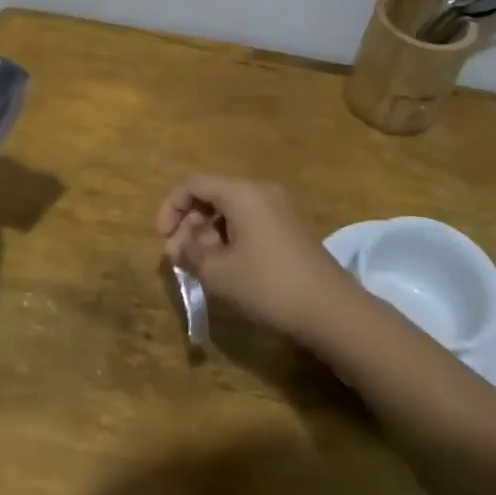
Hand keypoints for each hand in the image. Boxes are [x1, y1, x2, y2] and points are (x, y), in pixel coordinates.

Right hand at [157, 175, 355, 346]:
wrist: (332, 310)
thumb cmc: (268, 285)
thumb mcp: (218, 272)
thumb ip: (191, 251)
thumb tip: (181, 243)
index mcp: (241, 192)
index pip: (193, 184)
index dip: (171, 207)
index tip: (163, 239)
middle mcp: (261, 191)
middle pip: (213, 195)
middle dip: (190, 223)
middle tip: (179, 257)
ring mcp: (280, 209)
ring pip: (231, 210)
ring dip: (209, 233)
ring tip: (201, 266)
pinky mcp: (291, 229)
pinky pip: (250, 222)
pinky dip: (231, 238)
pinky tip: (227, 267)